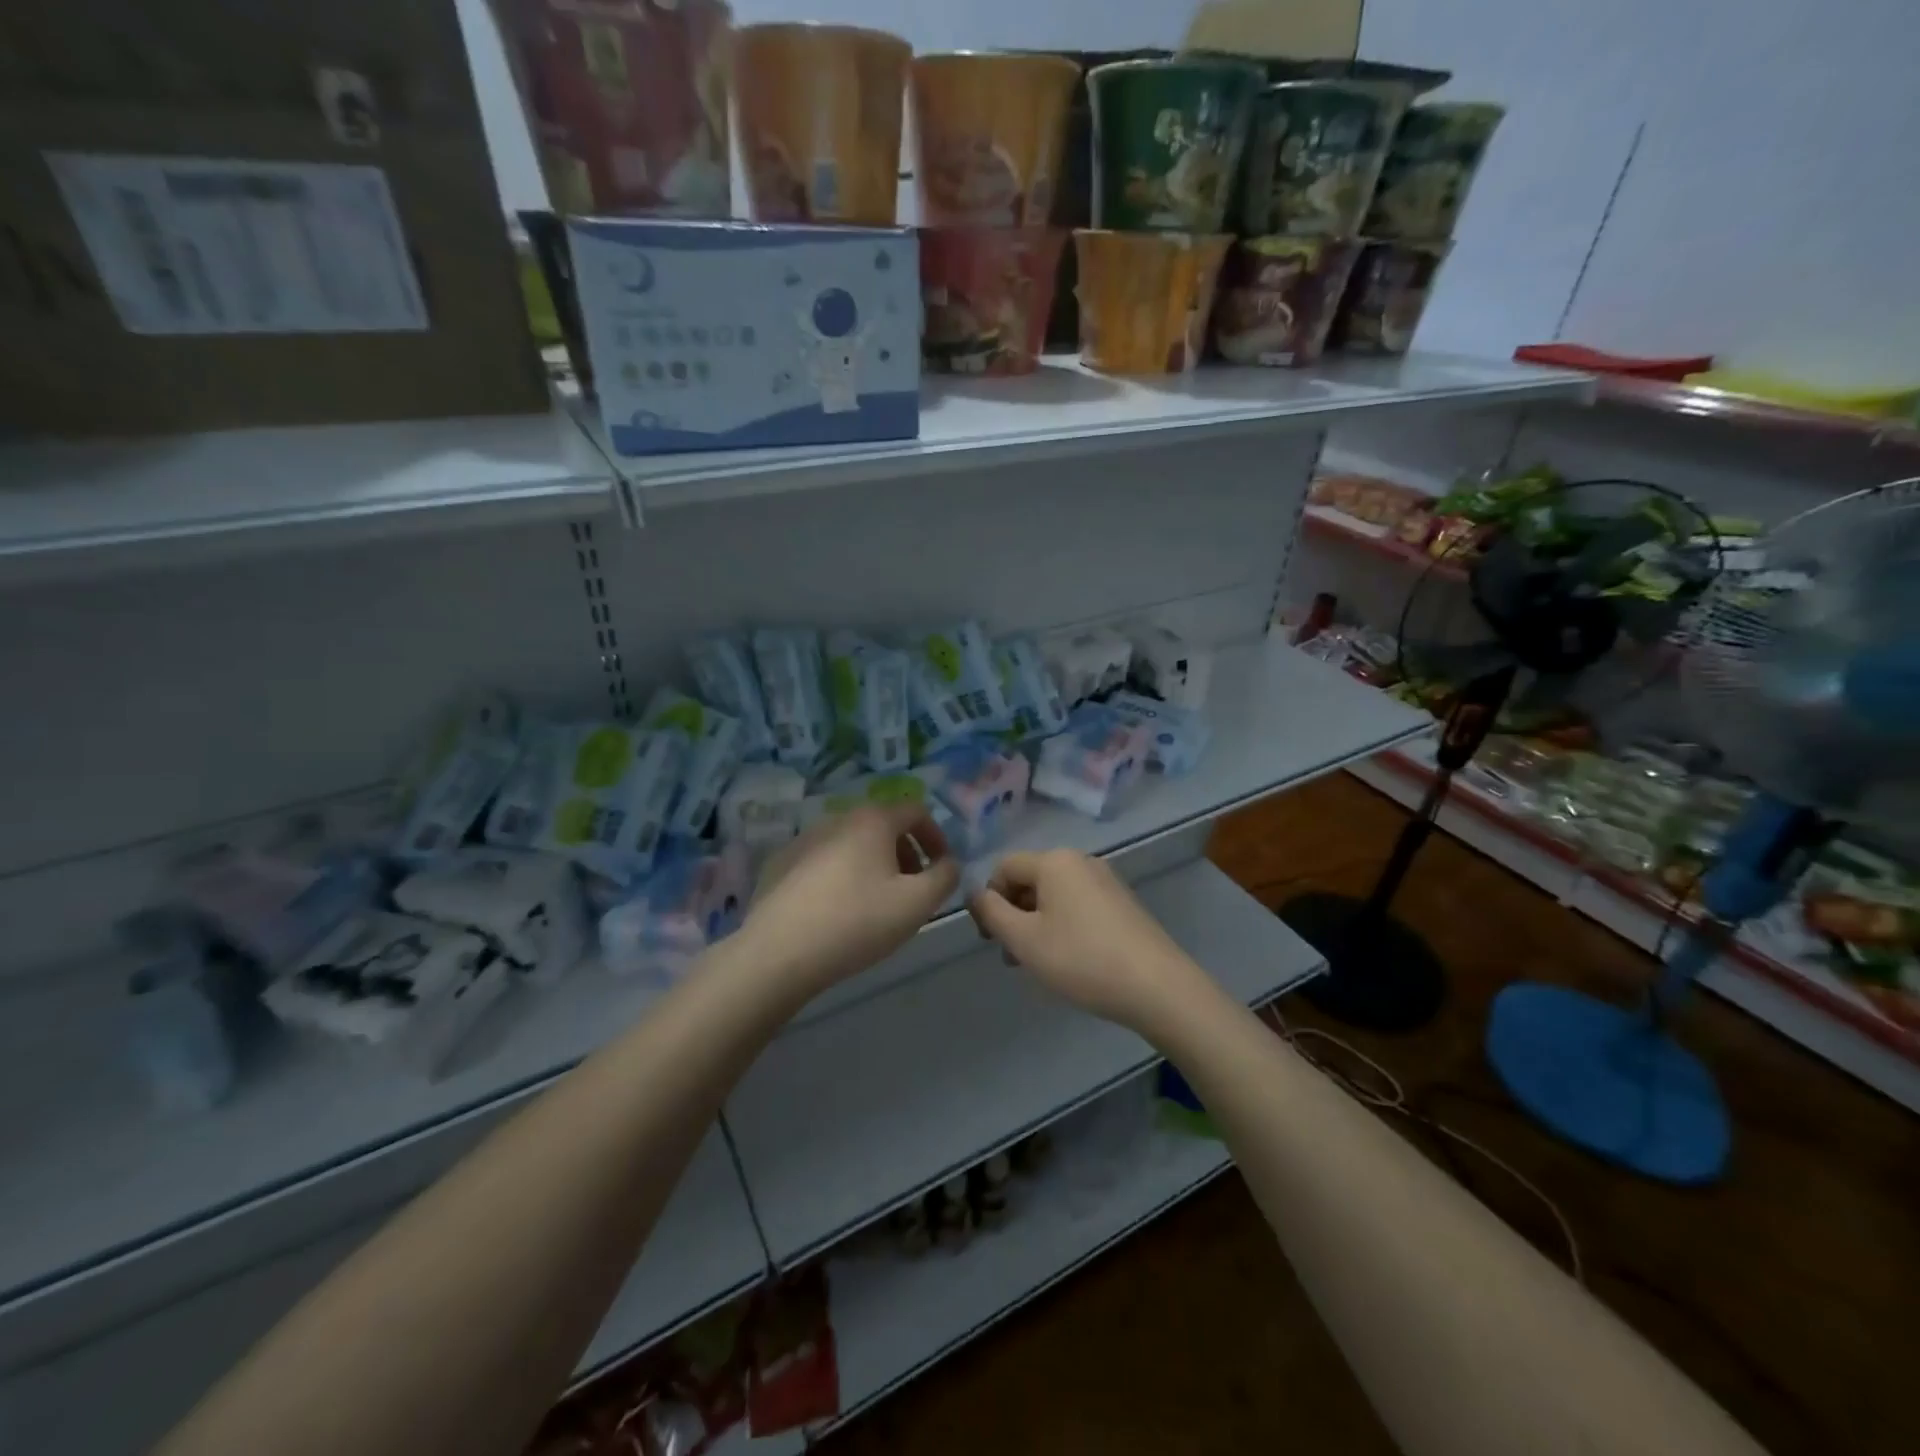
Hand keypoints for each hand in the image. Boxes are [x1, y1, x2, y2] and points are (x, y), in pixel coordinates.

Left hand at [742, 804, 958, 994]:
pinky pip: (824, 862)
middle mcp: (837, 819)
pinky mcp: (781, 864)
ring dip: (874, 866)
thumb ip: (945, 876)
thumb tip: (948, 864)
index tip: (941, 869)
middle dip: (906, 854)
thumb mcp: (918, 903)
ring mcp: (804, 840)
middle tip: (912, 890)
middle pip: (883, 827)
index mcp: (872, 820)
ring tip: (877, 904)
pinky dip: (842, 877)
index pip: (916, 810)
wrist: (779, 952)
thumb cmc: (858, 921)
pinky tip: (838, 912)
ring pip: (852, 845)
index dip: (937, 837)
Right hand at [967, 850, 1210, 1033]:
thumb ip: (992, 912)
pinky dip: (1062, 926)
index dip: (988, 900)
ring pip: (1054, 896)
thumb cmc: (1081, 959)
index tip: (990, 939)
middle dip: (1013, 915)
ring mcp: (1106, 881)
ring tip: (1037, 964)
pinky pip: (1077, 906)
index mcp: (1054, 861)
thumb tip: (975, 893)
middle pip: (1030, 880)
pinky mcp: (1122, 903)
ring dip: (1035, 924)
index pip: (1004, 867)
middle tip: (1011, 957)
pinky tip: (1069, 960)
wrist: (1157, 987)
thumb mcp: (1024, 939)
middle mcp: (1080, 861)